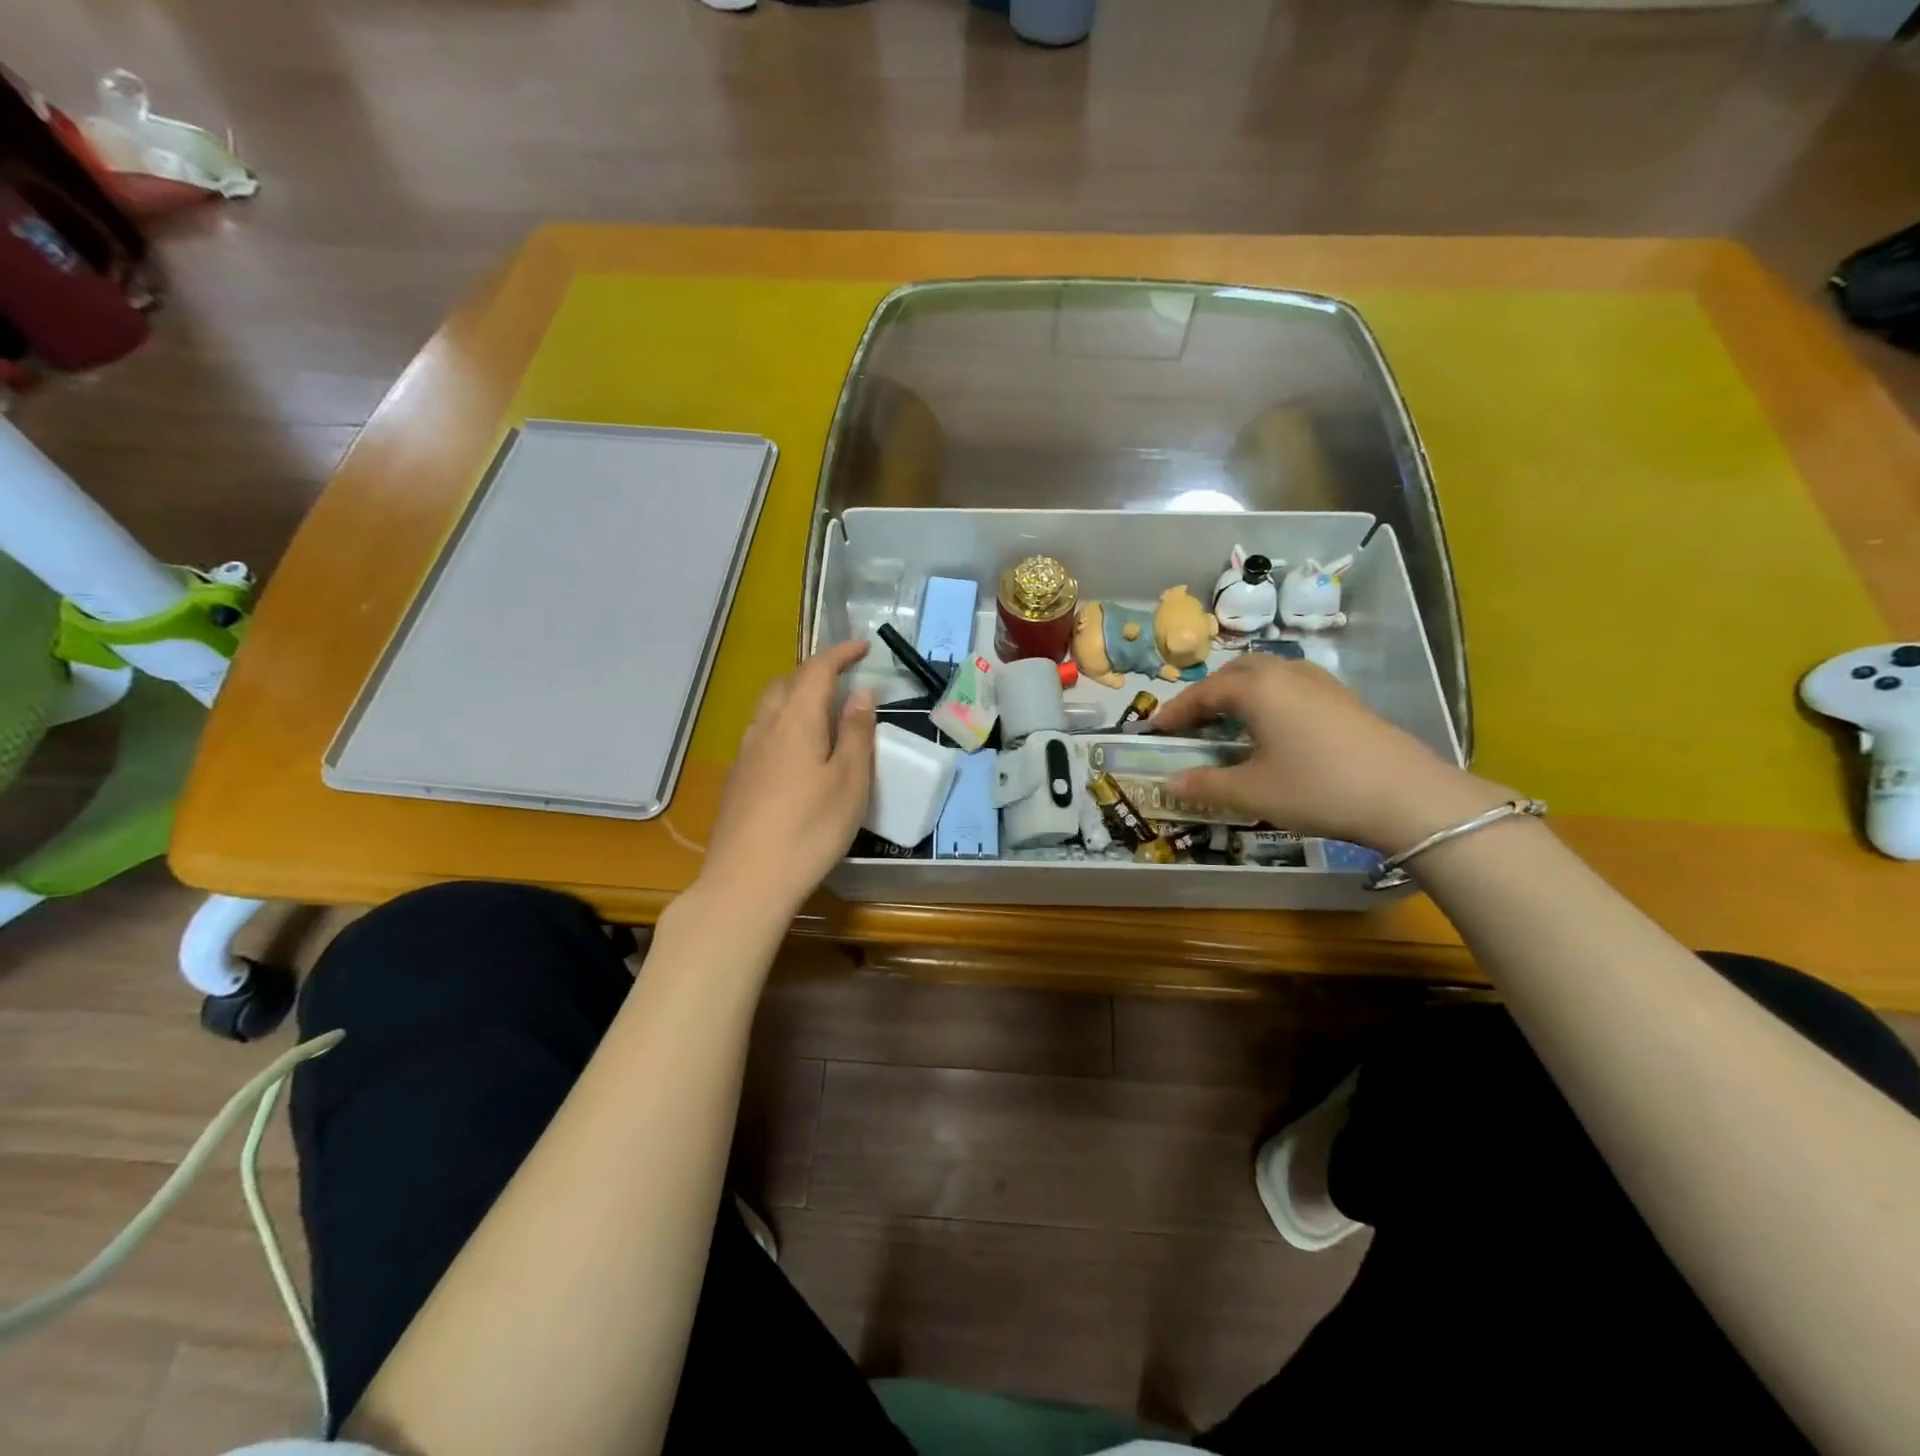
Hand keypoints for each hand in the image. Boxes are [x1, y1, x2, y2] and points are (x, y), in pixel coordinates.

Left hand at [700, 640, 875, 916]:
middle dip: (814, 672)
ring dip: (795, 697)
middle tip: (842, 677)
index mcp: (795, 721)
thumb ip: (857, 733)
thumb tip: (860, 693)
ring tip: (821, 711)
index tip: (864, 646)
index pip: (817, 671)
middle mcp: (764, 728)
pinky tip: (795, 752)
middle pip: (785, 684)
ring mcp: (744, 754)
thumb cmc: (810, 829)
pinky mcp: (736, 780)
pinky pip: (761, 734)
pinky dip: (783, 724)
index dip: (840, 653)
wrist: (747, 881)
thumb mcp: (850, 781)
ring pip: (768, 709)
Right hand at [1147, 656, 1508, 850]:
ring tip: (1227, 720)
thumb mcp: (1252, 792)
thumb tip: (1169, 782)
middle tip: (1190, 722)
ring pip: (1266, 674)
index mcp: (1257, 688)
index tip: (1155, 729)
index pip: (1203, 692)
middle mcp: (1285, 674)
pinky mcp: (1343, 698)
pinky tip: (1273, 726)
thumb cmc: (1317, 788)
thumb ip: (1205, 784)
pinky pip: (1290, 685)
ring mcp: (1319, 683)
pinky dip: (1267, 697)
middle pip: (1234, 673)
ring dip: (1239, 691)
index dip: (1176, 711)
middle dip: (1207, 694)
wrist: (1407, 796)